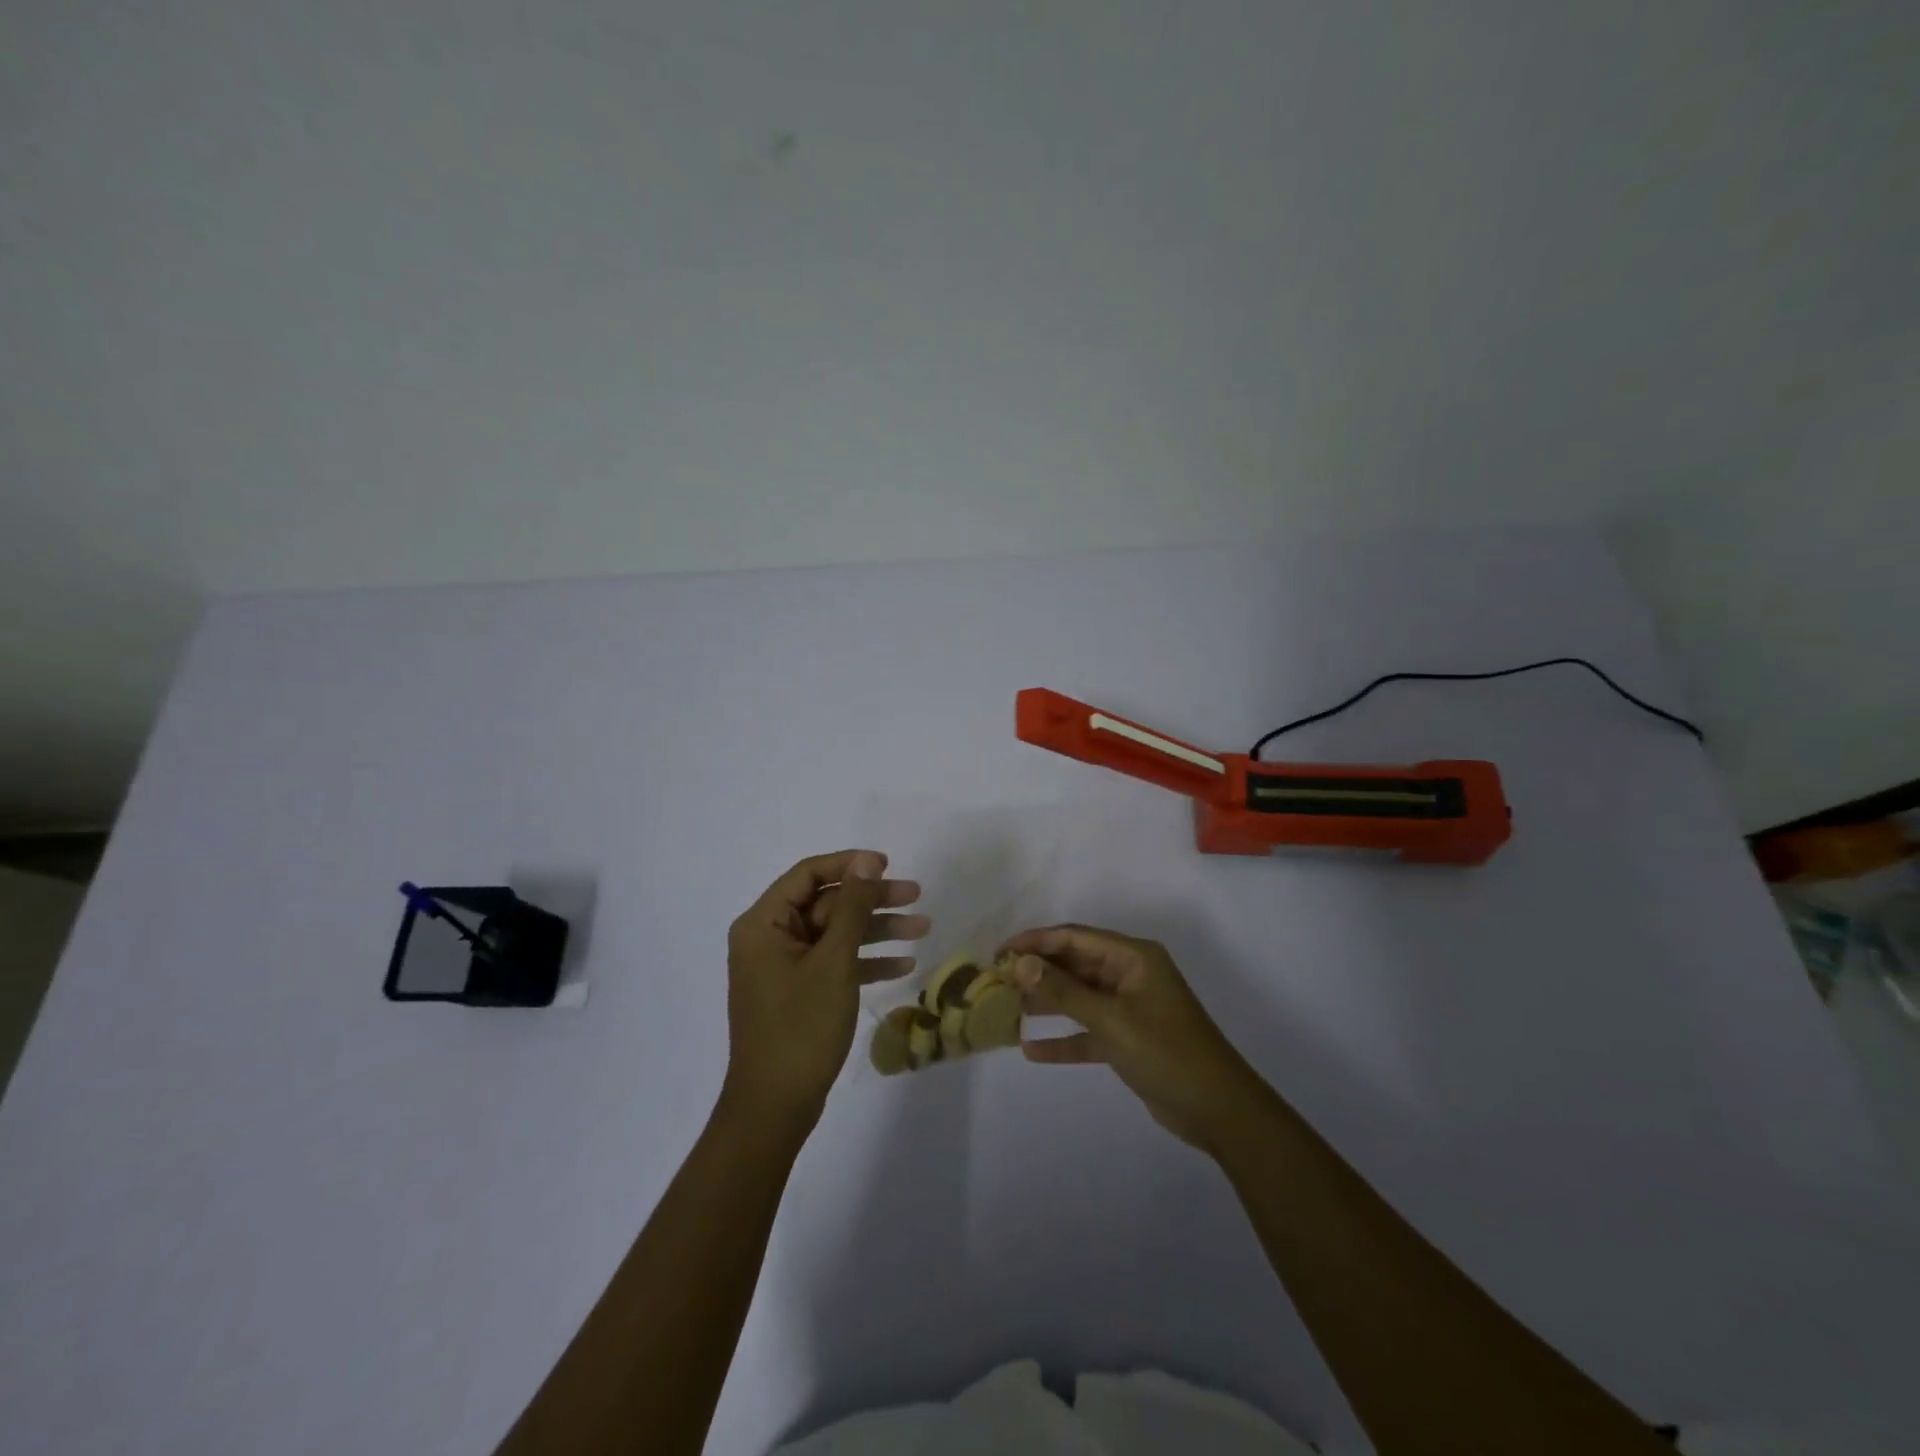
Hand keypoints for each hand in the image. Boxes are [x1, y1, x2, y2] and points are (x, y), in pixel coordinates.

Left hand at [723, 850, 927, 1131]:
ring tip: (922, 927)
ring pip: (835, 933)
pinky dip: (865, 960)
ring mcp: (783, 967)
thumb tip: (868, 862)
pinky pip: (834, 962)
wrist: (775, 1107)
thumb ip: (852, 908)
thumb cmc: (801, 1027)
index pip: (808, 874)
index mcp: (763, 924)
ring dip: (877, 929)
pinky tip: (904, 964)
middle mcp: (769, 938)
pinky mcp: (798, 992)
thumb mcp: (833, 962)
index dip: (850, 864)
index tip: (889, 864)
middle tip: (916, 895)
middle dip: (872, 900)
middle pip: (827, 903)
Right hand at [999, 925, 1267, 1153]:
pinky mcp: (1128, 1039)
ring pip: (1079, 997)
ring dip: (1047, 1003)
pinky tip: (1031, 1049)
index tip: (1000, 952)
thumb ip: (1064, 992)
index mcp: (1133, 957)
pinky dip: (1064, 1038)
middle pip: (1075, 965)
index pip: (1075, 937)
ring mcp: (1130, 1008)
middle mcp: (1130, 975)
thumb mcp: (1111, 1020)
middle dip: (1038, 972)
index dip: (1036, 941)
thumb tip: (1021, 963)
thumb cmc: (1166, 1053)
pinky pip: (1088, 1032)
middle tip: (997, 982)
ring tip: (1006, 1009)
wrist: (1218, 1110)